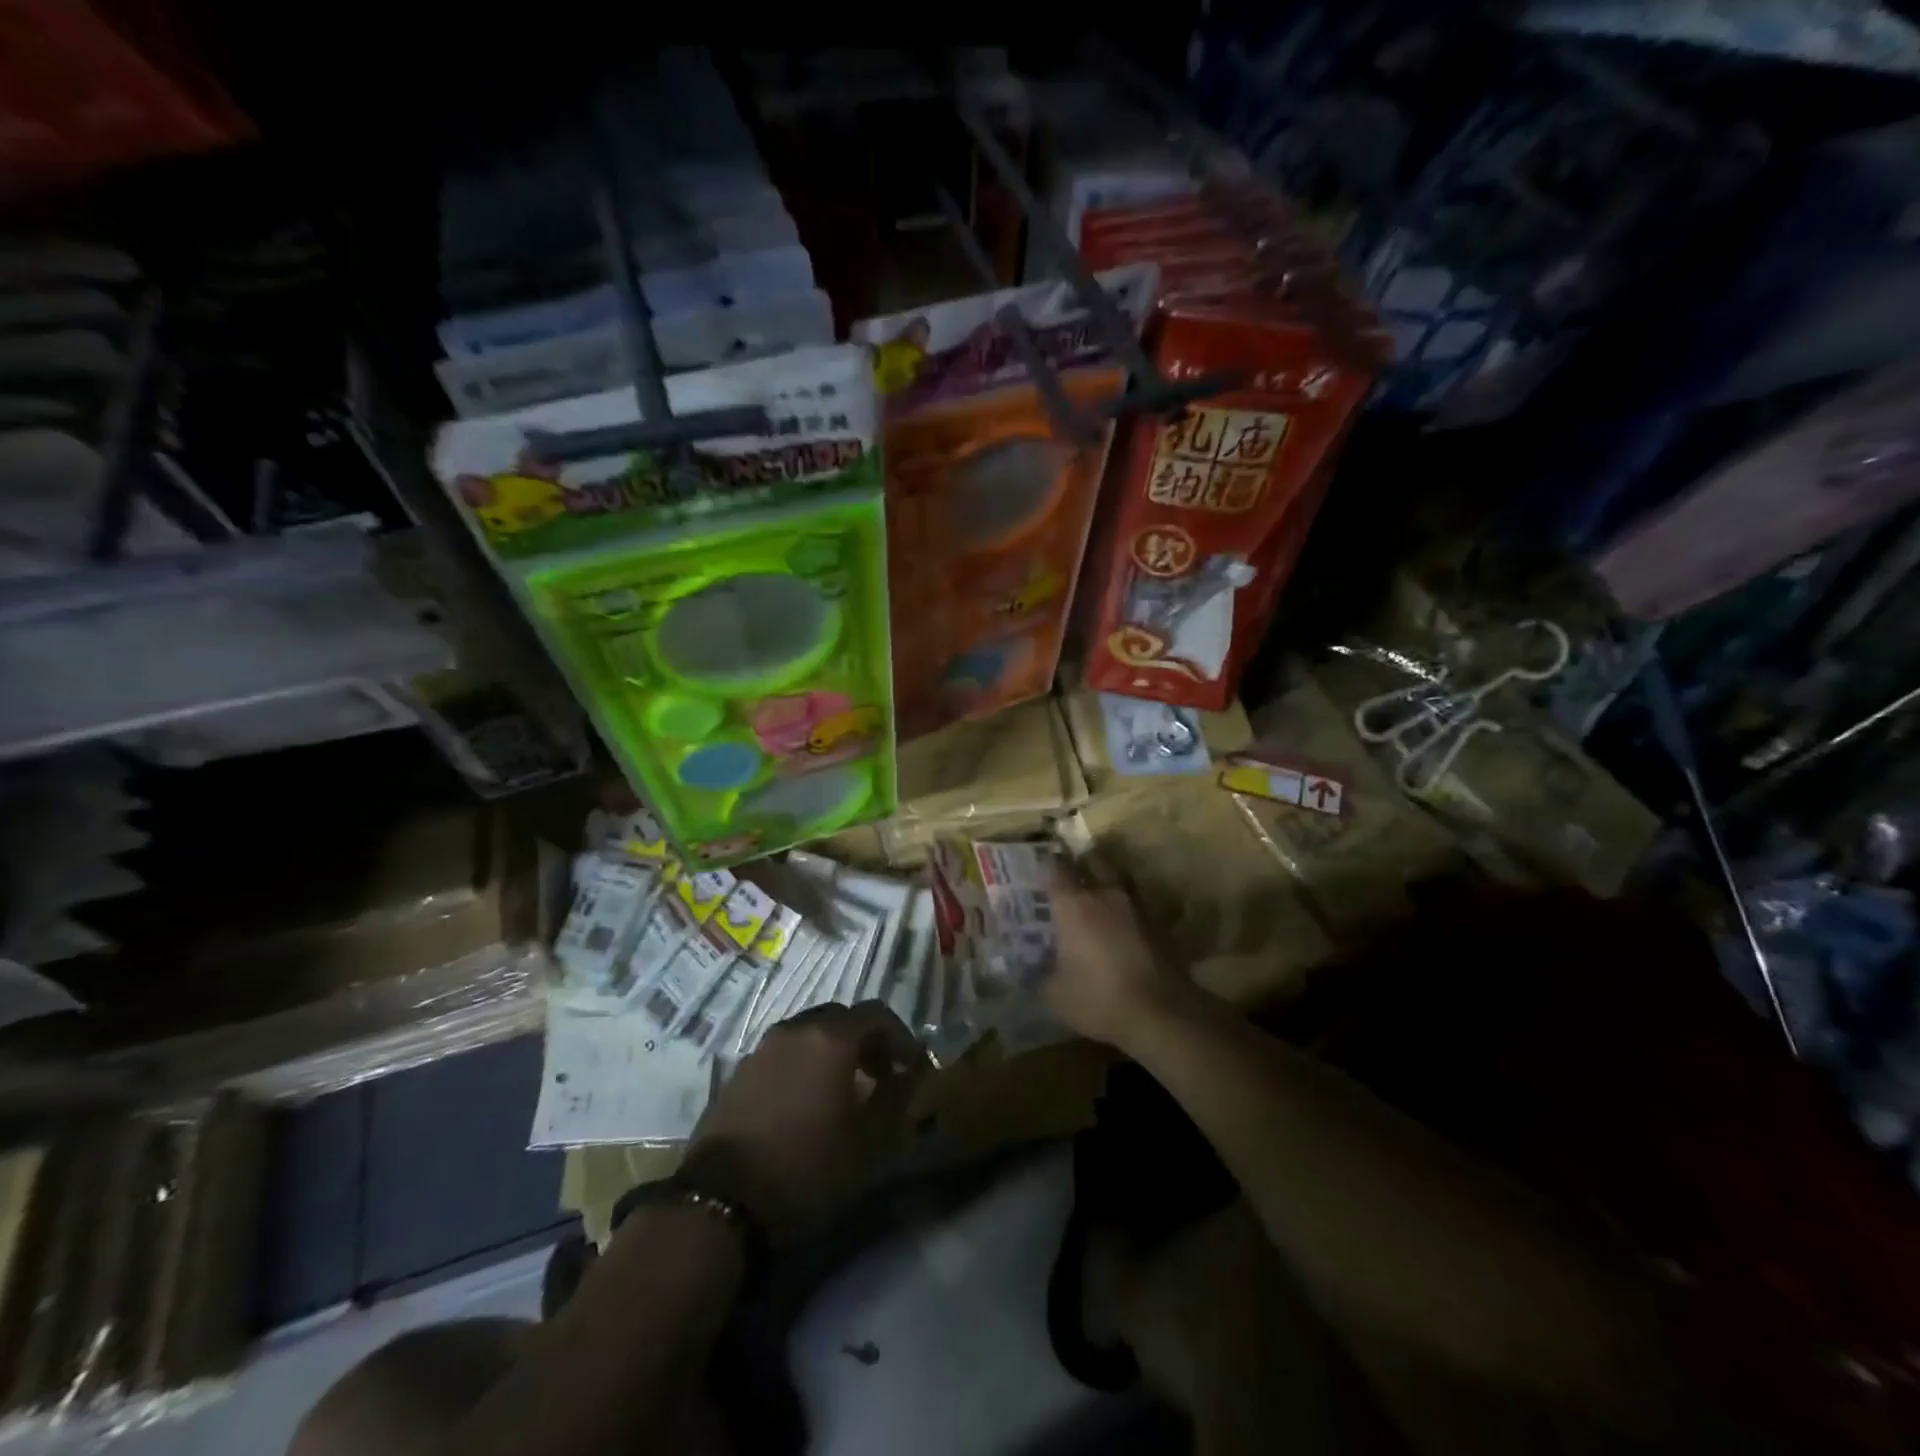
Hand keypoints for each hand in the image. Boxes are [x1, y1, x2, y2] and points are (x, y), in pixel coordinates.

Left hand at [684, 1001, 926, 1245]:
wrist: (720, 1203)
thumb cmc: (806, 1169)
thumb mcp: (867, 1143)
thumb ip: (896, 1100)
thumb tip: (909, 1077)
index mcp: (830, 1038)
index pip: (877, 1014)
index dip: (902, 1038)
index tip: (913, 1068)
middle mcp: (796, 1030)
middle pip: (842, 1018)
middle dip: (868, 1041)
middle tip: (882, 1076)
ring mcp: (763, 1048)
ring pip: (810, 1034)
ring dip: (835, 1052)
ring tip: (845, 1092)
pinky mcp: (739, 1072)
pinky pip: (785, 1054)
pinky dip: (805, 1065)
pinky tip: (807, 1104)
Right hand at [1043, 868, 1186, 1050]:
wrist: (1161, 1013)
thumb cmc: (1098, 998)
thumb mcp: (1056, 995)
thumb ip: (1043, 975)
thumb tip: (1037, 968)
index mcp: (1073, 905)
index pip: (1056, 868)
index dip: (1049, 862)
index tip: (1043, 862)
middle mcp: (1105, 895)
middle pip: (1095, 860)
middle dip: (1084, 860)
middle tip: (1074, 866)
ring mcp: (1137, 907)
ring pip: (1121, 879)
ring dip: (1110, 880)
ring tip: (1100, 892)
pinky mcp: (1161, 925)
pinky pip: (1139, 905)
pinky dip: (1129, 909)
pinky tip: (1124, 922)